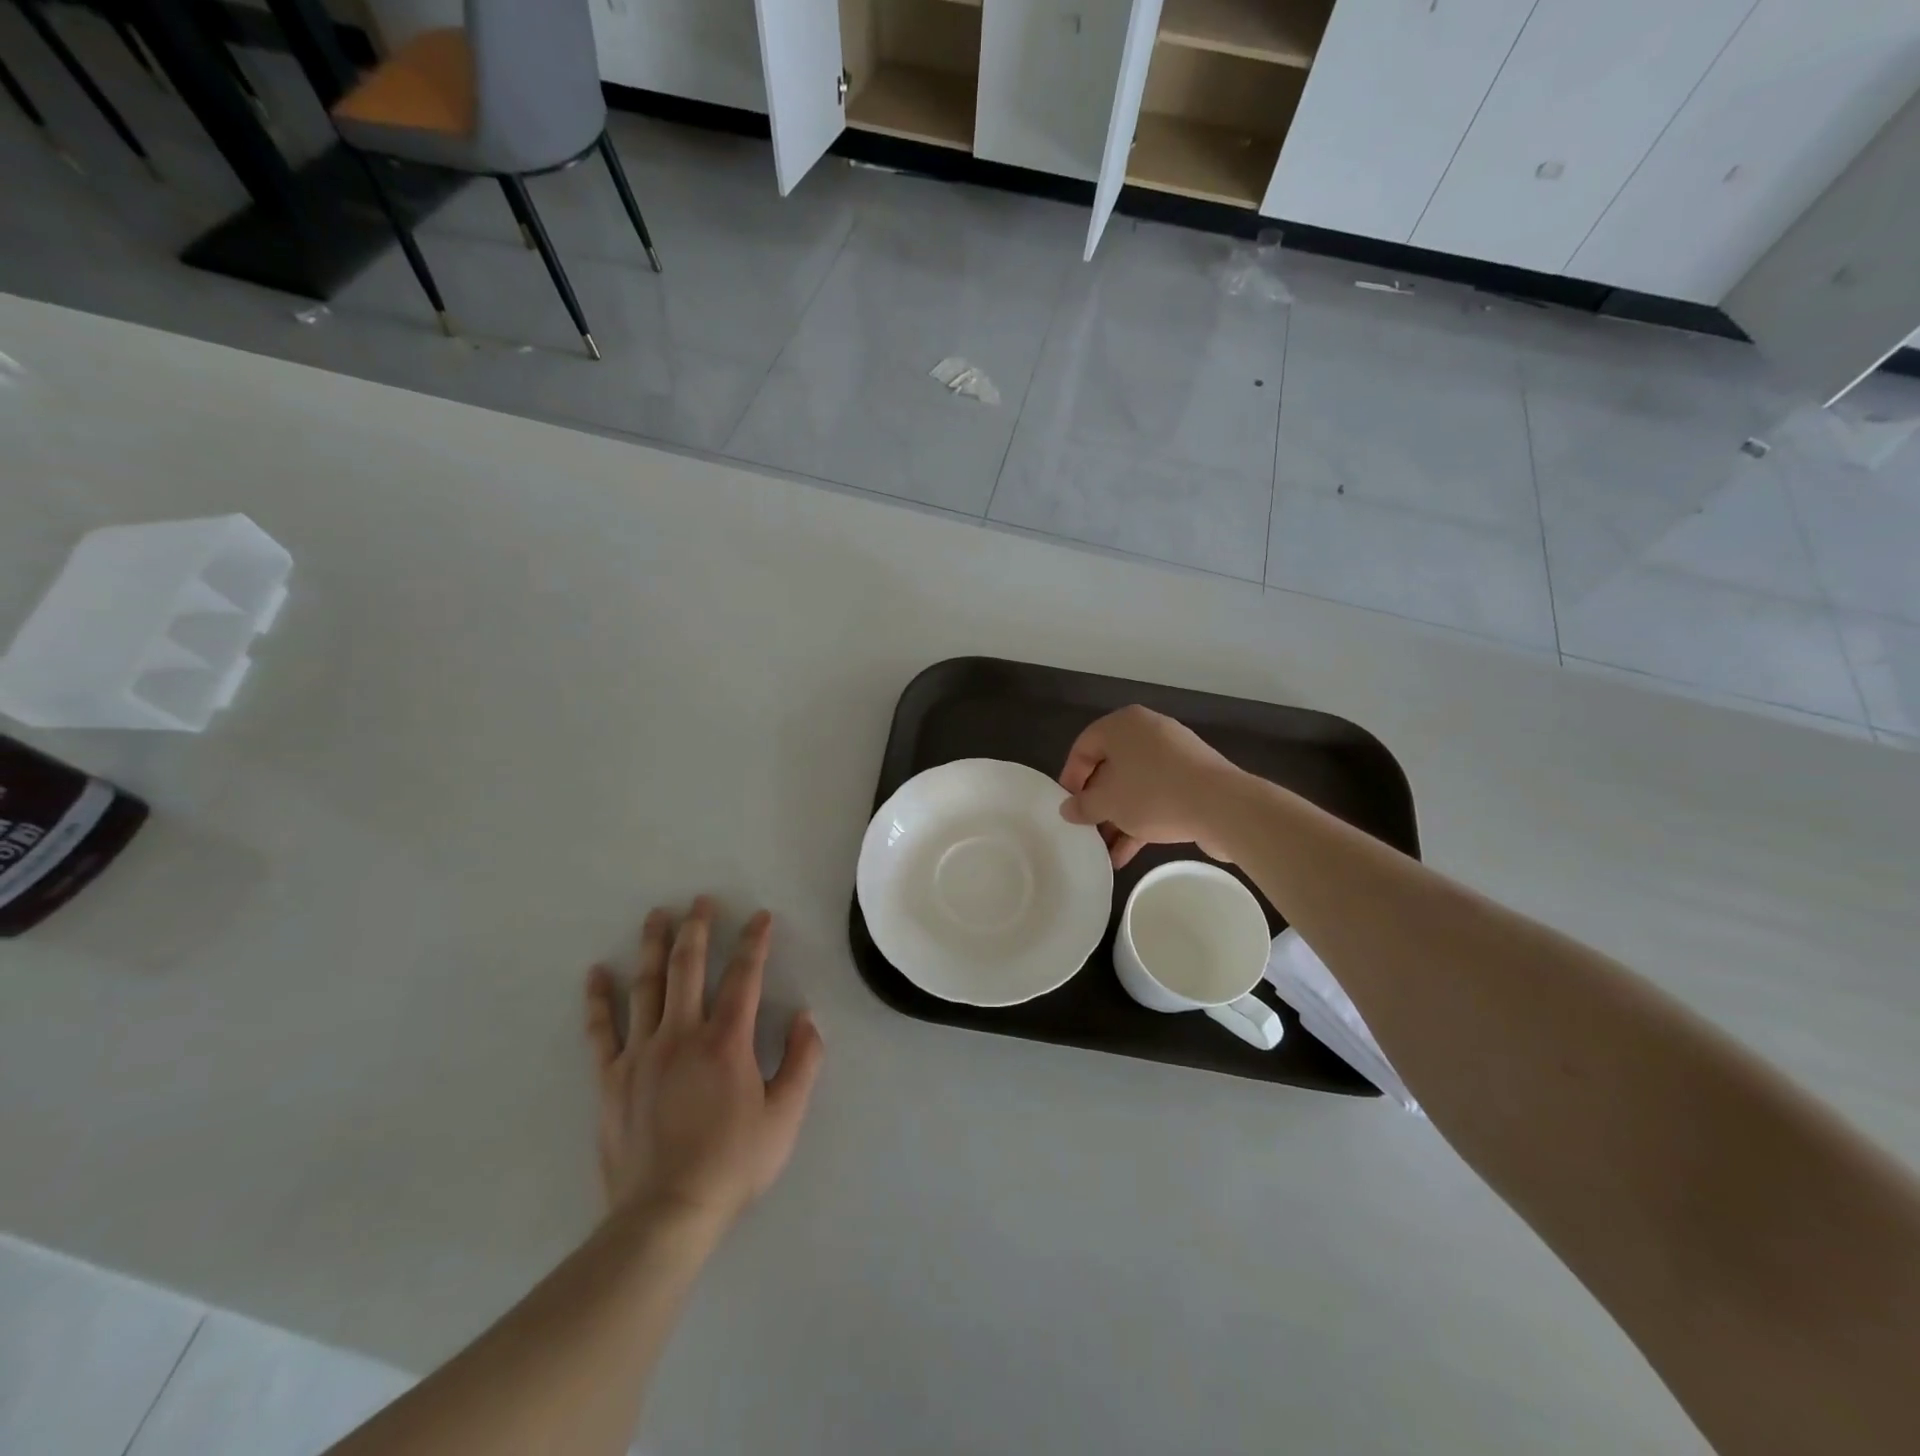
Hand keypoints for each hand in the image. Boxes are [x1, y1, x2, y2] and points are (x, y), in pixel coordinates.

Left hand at [585, 898, 823, 1229]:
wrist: (665, 1215)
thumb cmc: (732, 1164)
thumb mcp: (785, 1117)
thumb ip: (803, 1061)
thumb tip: (806, 1017)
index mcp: (726, 1041)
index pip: (744, 976)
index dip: (755, 942)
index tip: (761, 916)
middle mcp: (681, 1034)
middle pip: (688, 967)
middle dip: (698, 929)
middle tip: (701, 900)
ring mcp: (641, 1053)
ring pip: (646, 986)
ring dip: (652, 947)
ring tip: (656, 916)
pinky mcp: (610, 1078)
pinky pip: (601, 1030)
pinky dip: (598, 999)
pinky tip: (595, 973)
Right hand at [1058, 705, 1246, 867]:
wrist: (1223, 806)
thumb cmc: (1153, 794)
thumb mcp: (1108, 803)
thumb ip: (1083, 805)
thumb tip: (1067, 809)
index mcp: (1123, 725)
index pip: (1083, 746)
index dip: (1070, 778)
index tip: (1068, 808)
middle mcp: (1148, 732)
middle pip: (1110, 767)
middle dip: (1097, 802)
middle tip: (1086, 828)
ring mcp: (1174, 756)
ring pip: (1134, 785)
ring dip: (1117, 817)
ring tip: (1104, 849)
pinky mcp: (1193, 779)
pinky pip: (1157, 796)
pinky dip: (1140, 820)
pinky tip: (1126, 855)